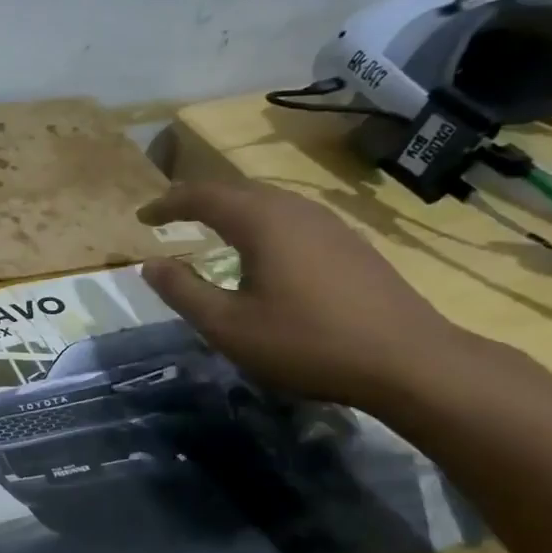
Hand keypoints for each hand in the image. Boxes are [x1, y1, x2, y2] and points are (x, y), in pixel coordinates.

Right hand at [137, 180, 466, 408]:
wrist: (409, 361)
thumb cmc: (306, 342)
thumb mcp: (228, 326)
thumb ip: (183, 291)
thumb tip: (150, 265)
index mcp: (261, 221)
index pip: (201, 195)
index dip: (167, 204)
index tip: (142, 218)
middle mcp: (295, 210)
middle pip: (236, 190)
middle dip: (198, 200)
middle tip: (170, 217)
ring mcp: (329, 224)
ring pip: (268, 202)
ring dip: (232, 210)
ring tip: (210, 230)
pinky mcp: (350, 243)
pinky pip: (291, 219)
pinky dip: (261, 224)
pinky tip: (262, 252)